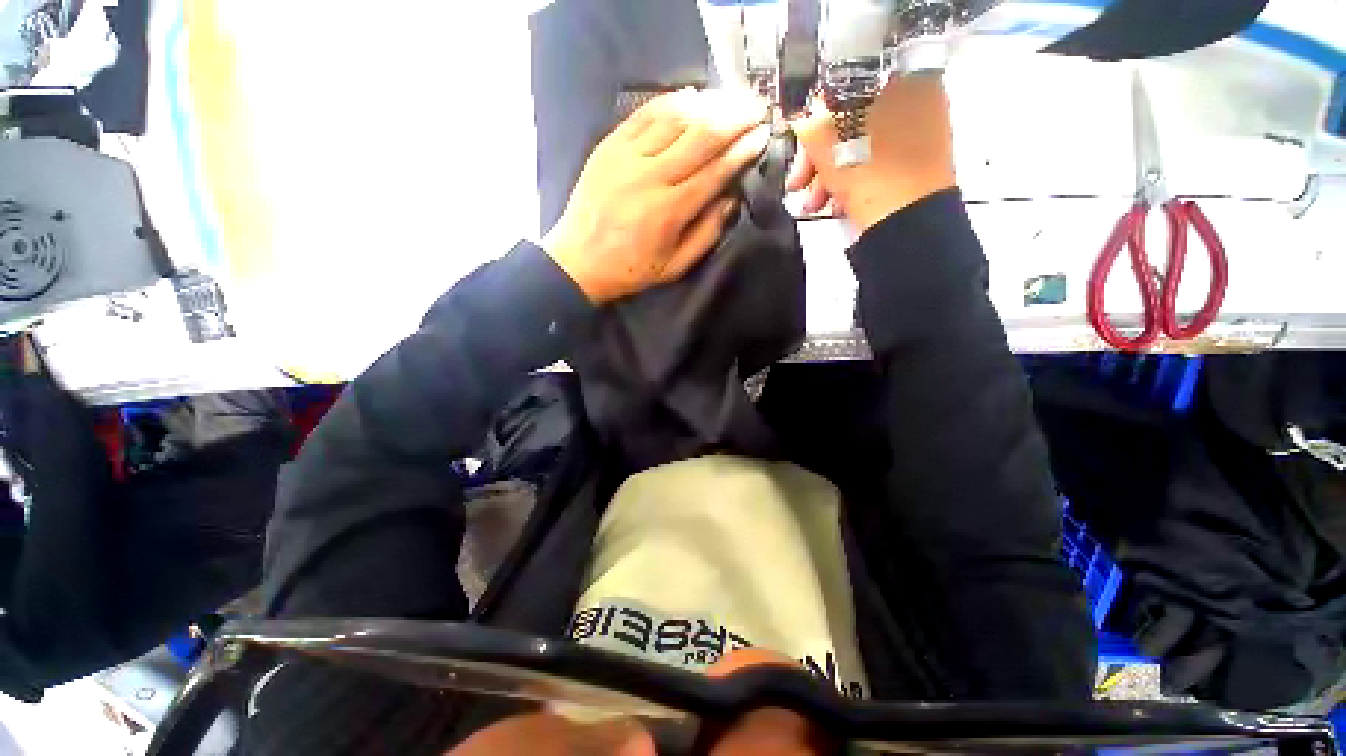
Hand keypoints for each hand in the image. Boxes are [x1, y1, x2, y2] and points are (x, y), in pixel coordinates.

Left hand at [543, 88, 770, 303]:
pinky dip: (670, 101)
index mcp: (669, 210)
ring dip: (708, 104)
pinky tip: (691, 96)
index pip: (715, 171)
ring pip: (674, 118)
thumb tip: (731, 199)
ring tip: (732, 97)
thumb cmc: (630, 269)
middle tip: (757, 106)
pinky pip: (644, 114)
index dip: (742, 150)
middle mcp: (651, 176)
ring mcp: (627, 155)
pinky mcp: (609, 145)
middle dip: (734, 117)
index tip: (763, 134)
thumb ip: (706, 234)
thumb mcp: (674, 267)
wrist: (578, 261)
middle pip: (700, 136)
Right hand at [789, 73, 955, 233]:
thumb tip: (804, 117)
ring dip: (829, 173)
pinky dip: (852, 179)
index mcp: (903, 77)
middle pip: (852, 121)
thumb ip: (809, 122)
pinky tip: (837, 202)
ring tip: (815, 201)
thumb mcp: (826, 142)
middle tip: (800, 180)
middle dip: (818, 155)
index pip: (846, 88)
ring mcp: (920, 135)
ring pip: (860, 146)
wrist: (905, 220)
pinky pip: (874, 163)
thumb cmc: (870, 172)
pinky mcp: (915, 165)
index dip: (816, 117)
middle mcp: (918, 99)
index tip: (800, 142)